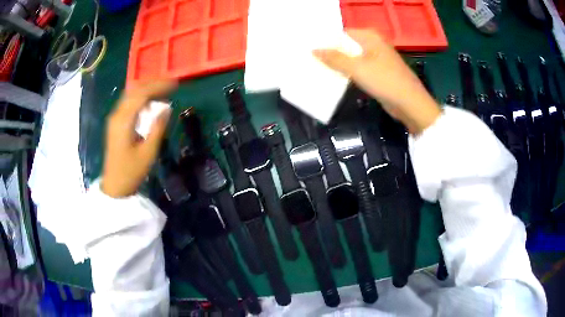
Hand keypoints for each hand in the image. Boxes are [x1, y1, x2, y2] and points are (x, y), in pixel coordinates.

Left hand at [101, 80, 176, 197]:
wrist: (114, 187)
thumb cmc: (131, 172)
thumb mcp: (148, 152)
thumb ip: (157, 127)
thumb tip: (167, 108)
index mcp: (124, 121)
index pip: (141, 94)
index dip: (159, 86)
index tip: (175, 84)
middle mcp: (117, 115)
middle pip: (134, 90)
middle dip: (153, 83)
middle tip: (170, 84)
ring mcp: (114, 118)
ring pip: (130, 95)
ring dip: (146, 89)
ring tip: (162, 90)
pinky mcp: (115, 123)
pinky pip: (128, 103)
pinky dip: (140, 98)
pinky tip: (149, 102)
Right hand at [314, 29, 440, 133]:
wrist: (410, 104)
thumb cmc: (385, 81)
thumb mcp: (357, 68)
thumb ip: (334, 58)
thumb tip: (314, 50)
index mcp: (369, 37)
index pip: (341, 33)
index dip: (325, 39)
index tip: (308, 47)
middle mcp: (373, 44)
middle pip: (346, 45)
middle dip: (329, 52)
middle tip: (309, 58)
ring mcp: (376, 59)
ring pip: (351, 58)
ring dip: (337, 64)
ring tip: (316, 67)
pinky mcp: (377, 73)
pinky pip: (357, 69)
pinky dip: (347, 73)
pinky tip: (333, 78)